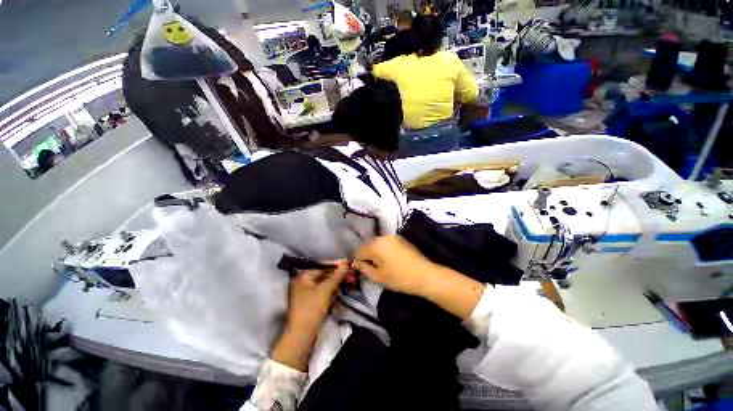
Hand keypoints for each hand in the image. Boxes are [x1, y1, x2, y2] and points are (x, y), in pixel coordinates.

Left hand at [272, 261, 348, 370]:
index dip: (336, 265)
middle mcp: (304, 281)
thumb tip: (345, 264)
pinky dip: (331, 290)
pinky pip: (323, 291)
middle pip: (324, 274)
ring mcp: (307, 292)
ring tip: (347, 281)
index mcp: (304, 276)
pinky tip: (339, 290)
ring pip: (325, 283)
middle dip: (337, 274)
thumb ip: (336, 276)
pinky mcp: (311, 301)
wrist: (301, 336)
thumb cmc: (311, 310)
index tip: (348, 263)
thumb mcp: (325, 291)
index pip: (322, 266)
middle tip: (350, 274)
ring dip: (336, 282)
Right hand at [351, 235, 436, 296]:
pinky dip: (382, 248)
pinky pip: (386, 242)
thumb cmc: (399, 278)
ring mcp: (392, 236)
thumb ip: (364, 268)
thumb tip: (355, 264)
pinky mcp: (400, 238)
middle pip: (367, 244)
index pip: (359, 251)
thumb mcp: (379, 277)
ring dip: (374, 250)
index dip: (357, 260)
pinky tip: (387, 258)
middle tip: (368, 267)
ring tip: (378, 263)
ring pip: (377, 242)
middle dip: (365, 254)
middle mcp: (382, 237)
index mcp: (375, 246)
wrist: (424, 274)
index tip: (358, 269)